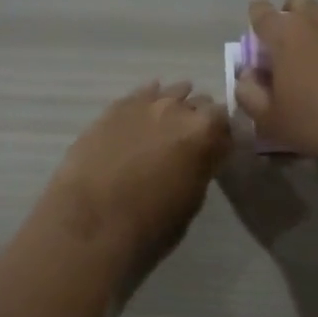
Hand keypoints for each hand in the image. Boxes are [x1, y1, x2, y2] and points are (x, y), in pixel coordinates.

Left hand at [39, 81, 231, 269]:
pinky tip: (142, 114)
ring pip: (170, 92)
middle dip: (198, 119)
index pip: (225, 121)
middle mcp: (179, 109)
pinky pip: (140, 94)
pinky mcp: (114, 108)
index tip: (216, 149)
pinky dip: (146, 102)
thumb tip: (199, 158)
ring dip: (173, 106)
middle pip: (199, 102)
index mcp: (205, 133)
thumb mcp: (192, 200)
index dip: (221, 136)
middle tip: (189, 141)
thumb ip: (201, 168)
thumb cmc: (151, 225)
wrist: (92, 223)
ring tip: (166, 125)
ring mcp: (145, 104)